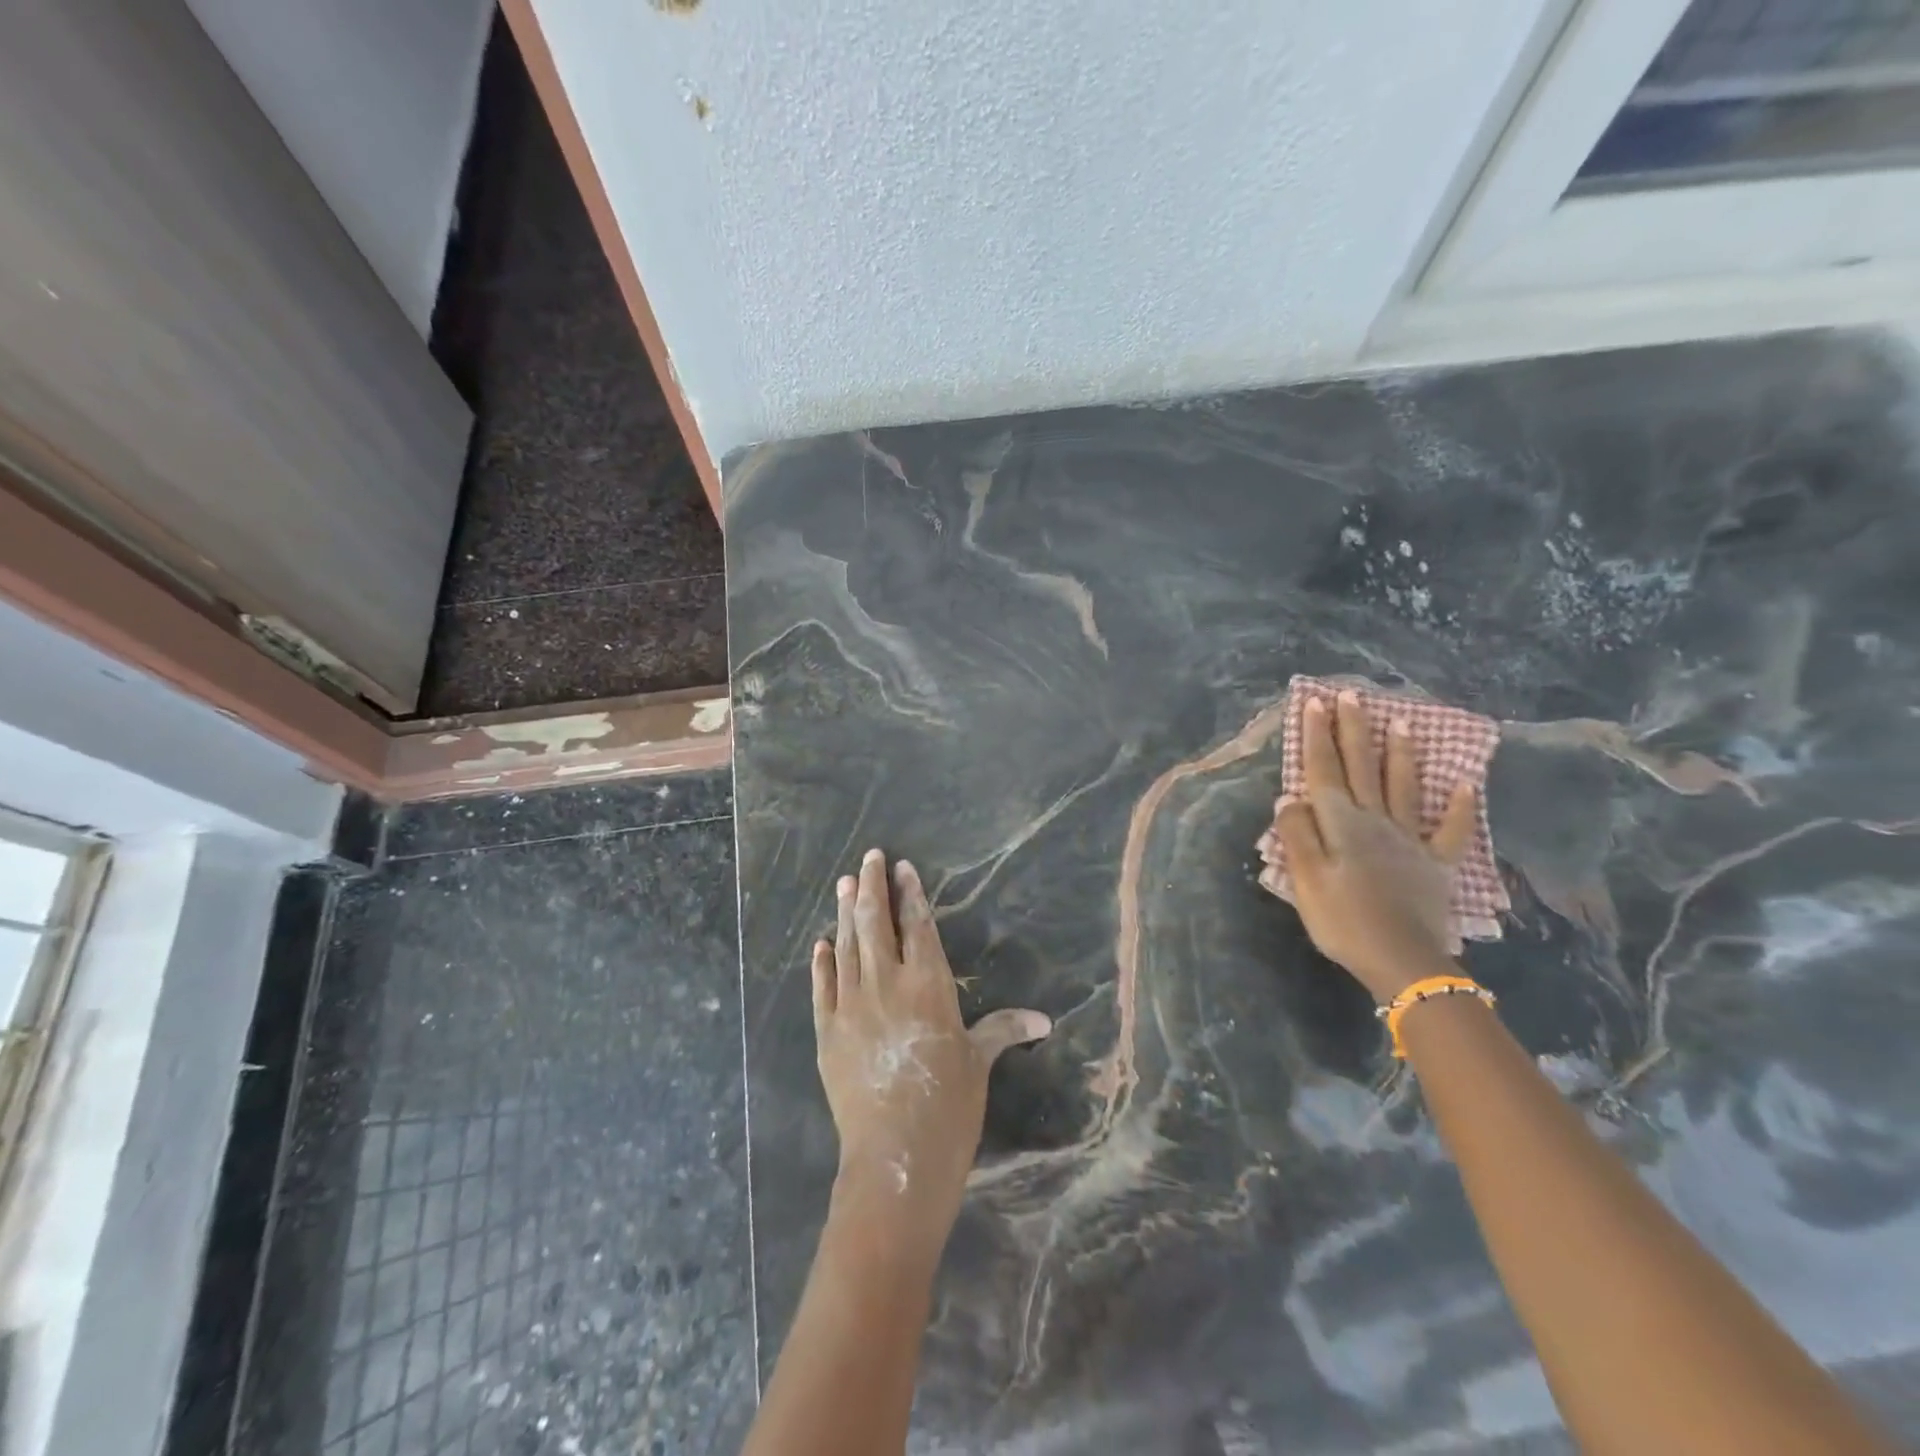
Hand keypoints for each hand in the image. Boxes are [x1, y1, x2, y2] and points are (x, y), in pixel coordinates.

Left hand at [812, 849, 1050, 1247]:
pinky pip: (822, 987)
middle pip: (875, 923)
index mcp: (928, 985)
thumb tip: (1043, 1020)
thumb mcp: (978, 1063)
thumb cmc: (948, 1108)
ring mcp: (851, 1005)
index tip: (901, 866)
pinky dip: (821, 962)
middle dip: (871, 886)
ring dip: (844, 912)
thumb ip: (1002, 1030)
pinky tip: (821, 943)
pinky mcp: (827, 1031)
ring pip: (847, 946)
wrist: (895, 1159)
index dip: (909, 893)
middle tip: (868, 858)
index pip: (917, 925)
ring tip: (843, 882)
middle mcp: (886, 983)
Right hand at [1271, 692, 1479, 1002]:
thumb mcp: (1306, 879)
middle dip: (1354, 731)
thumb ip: (1298, 835)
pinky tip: (1466, 785)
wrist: (1403, 961)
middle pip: (1362, 768)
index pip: (1325, 771)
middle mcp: (1375, 822)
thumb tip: (1291, 797)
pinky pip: (1450, 831)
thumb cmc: (1344, 920)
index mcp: (1341, 824)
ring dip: (1400, 754)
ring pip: (1403, 787)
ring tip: (1402, 722)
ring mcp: (1408, 841)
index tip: (1314, 703)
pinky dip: (1460, 807)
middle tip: (1351, 696)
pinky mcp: (1433, 865)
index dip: (1317, 737)